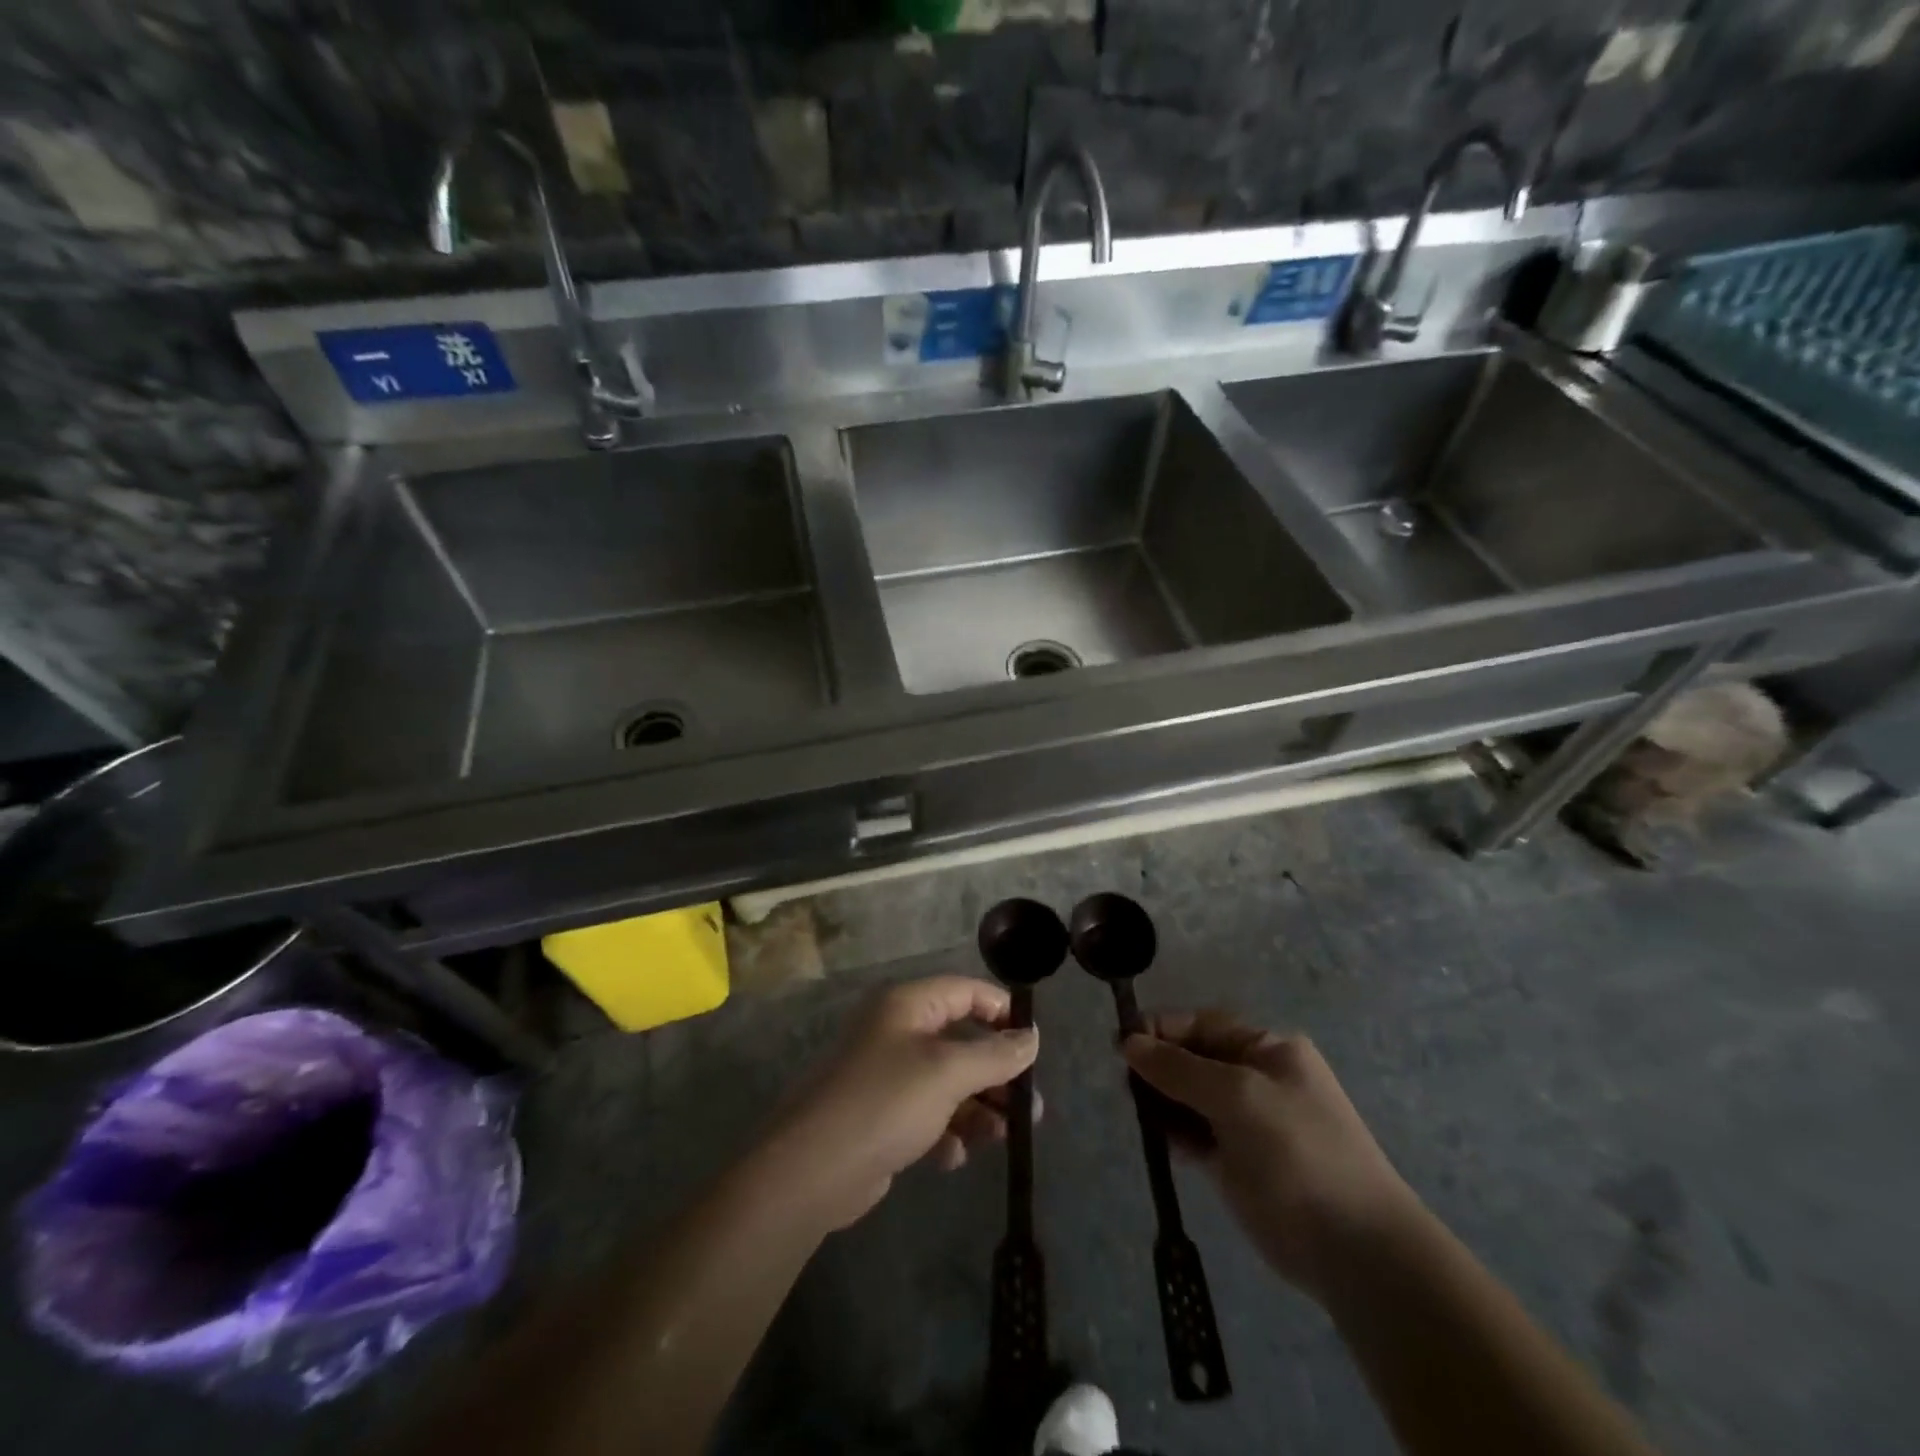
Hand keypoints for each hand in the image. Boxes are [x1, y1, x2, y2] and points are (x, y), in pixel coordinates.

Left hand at [758, 977, 1039, 1230]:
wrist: (812, 1169)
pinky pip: (928, 1115)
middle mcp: (897, 1032)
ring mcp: (887, 1075)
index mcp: (907, 1006)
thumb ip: (995, 1055)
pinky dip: (946, 1132)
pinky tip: (950, 1157)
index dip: (1002, 1011)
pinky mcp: (882, 1117)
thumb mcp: (948, 1073)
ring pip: (948, 1084)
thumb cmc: (885, 1102)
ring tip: (1001, 1138)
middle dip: (996, 1074)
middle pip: (961, 1042)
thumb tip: (1032, 1037)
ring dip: (977, 1109)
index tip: (1034, 1043)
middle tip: (1030, 1108)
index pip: (965, 991)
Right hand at [1123, 1011, 1424, 1301]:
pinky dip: (1175, 1134)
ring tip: (1139, 1114)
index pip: (1203, 1024)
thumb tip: (1129, 1042)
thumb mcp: (1237, 1096)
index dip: (1162, 1030)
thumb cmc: (1298, 1153)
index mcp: (1268, 1049)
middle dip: (1159, 1067)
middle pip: (1194, 1059)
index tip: (1121, 1044)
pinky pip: (1196, 1134)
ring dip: (1162, 1101)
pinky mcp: (1239, 1163)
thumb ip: (1179, 1068)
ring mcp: (1249, 1123)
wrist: (1356, 1250)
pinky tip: (1160, 1142)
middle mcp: (1258, 1078)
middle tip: (1127, 1086)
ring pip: (1191, 1098)